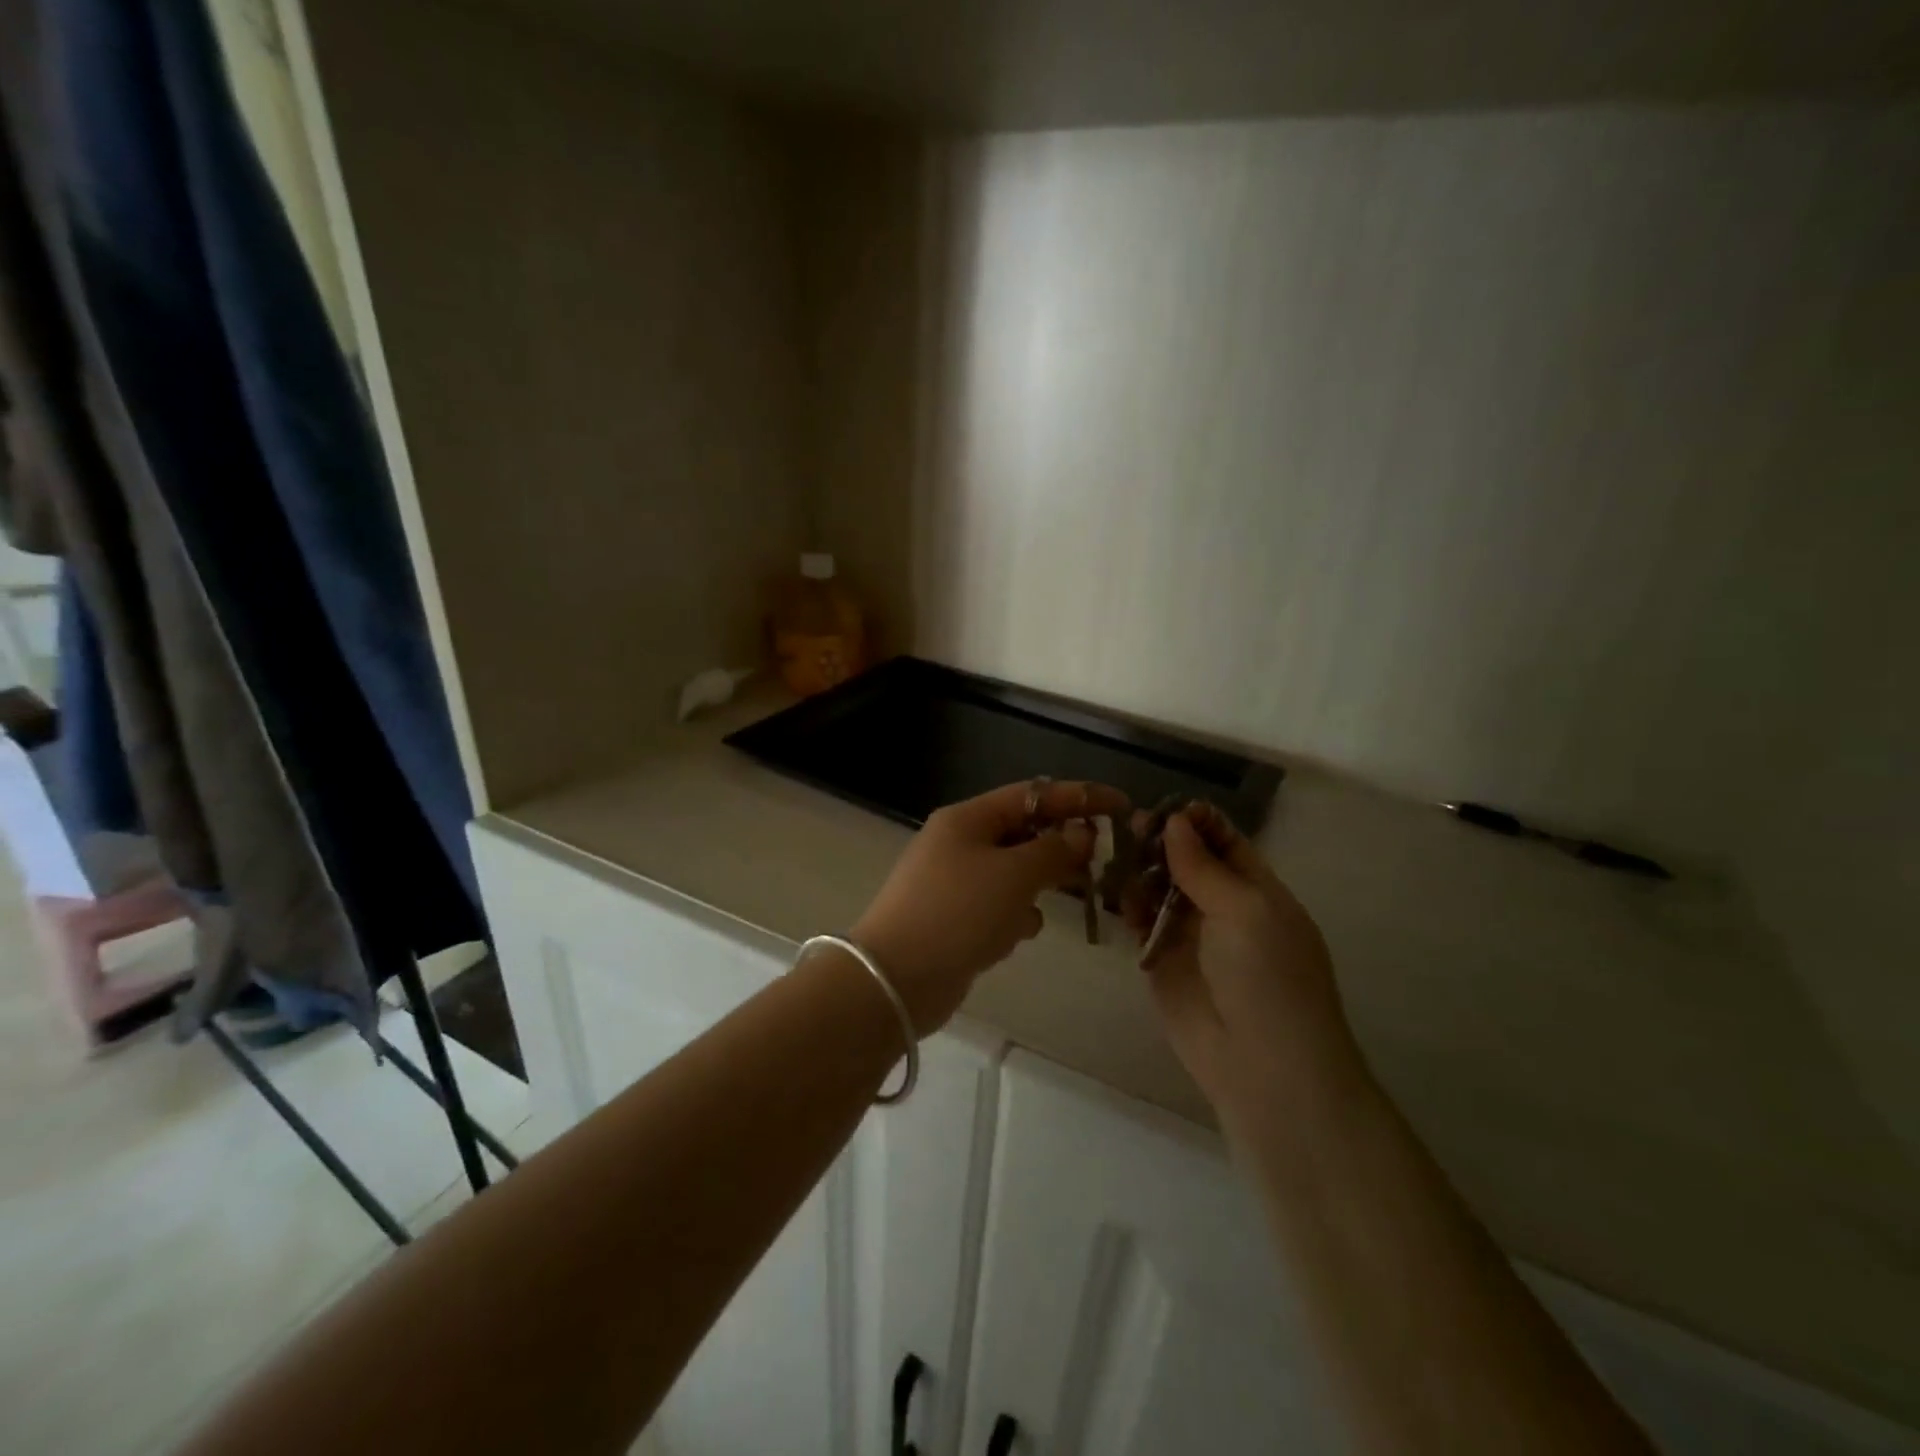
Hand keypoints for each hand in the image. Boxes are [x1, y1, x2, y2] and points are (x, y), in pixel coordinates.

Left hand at [853, 780, 1128, 1032]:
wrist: (895, 980)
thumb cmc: (958, 913)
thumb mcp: (1014, 875)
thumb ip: (1055, 850)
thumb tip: (1082, 834)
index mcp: (968, 819)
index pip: (1033, 794)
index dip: (1079, 797)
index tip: (1122, 806)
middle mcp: (959, 843)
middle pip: (1024, 832)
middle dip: (1062, 845)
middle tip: (1103, 861)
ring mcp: (954, 883)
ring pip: (1013, 872)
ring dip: (1040, 883)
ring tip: (1069, 898)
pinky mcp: (954, 920)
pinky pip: (997, 907)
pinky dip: (1015, 916)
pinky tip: (1020, 934)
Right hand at [1131, 804, 1364, 1135]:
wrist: (1262, 1066)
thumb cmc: (1268, 977)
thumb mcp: (1245, 910)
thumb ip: (1204, 866)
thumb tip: (1175, 820)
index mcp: (1256, 890)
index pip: (1225, 842)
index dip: (1197, 821)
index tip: (1162, 806)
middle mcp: (1222, 907)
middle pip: (1186, 861)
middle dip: (1161, 842)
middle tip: (1130, 827)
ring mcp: (1190, 935)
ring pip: (1159, 889)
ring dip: (1140, 871)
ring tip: (1117, 857)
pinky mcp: (1160, 962)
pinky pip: (1140, 922)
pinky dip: (1128, 906)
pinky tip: (1117, 895)